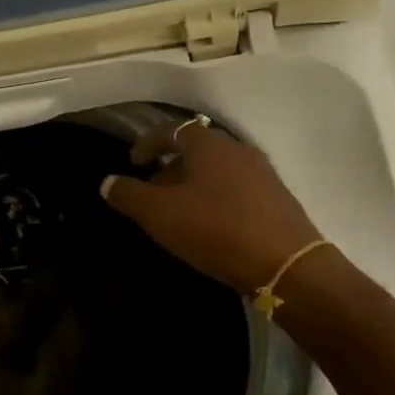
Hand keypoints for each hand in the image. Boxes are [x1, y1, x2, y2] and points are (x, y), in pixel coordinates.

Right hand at [101, 120, 320, 293]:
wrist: (287, 264)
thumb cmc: (216, 230)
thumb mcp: (160, 214)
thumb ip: (129, 195)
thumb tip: (107, 182)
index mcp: (209, 144)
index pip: (172, 130)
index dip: (148, 143)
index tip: (133, 162)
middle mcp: (238, 150)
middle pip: (197, 149)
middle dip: (171, 166)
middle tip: (153, 189)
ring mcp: (262, 173)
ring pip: (218, 170)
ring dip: (194, 183)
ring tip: (179, 210)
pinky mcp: (277, 199)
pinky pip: (236, 188)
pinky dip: (216, 197)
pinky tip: (210, 224)